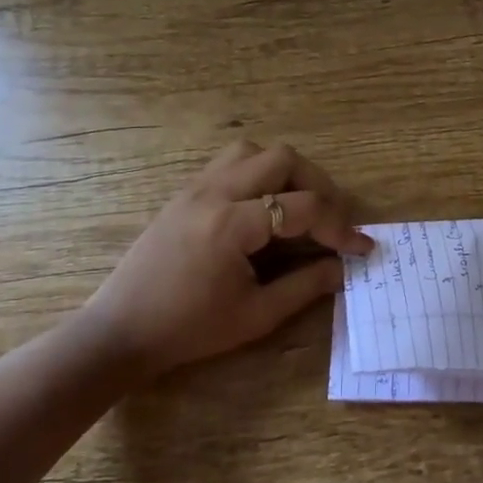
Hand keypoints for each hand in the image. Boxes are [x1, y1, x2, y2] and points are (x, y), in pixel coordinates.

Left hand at [84, 142, 372, 377]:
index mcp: (232, 224)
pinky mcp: (183, 194)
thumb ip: (306, 286)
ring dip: (285, 172)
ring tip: (297, 207)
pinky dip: (258, 176)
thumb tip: (344, 267)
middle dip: (318, 185)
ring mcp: (194, 188)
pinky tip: (263, 210)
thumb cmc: (189, 329)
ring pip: (252, 151)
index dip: (341, 227)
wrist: (120, 331)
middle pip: (282, 158)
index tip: (362, 248)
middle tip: (329, 220)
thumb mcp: (256, 315)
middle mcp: (214, 193)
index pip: (304, 207)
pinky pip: (229, 164)